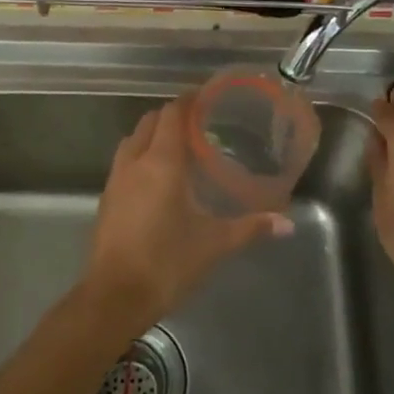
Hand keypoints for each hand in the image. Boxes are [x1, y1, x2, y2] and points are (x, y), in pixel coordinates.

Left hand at [85, 94, 292, 328]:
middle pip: (149, 122)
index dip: (188, 101)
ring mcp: (115, 181)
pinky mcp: (106, 200)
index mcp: (161, 163)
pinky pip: (123, 164)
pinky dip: (140, 158)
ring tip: (177, 148)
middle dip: (170, 116)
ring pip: (132, 142)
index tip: (206, 97)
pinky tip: (156, 180)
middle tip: (197, 124)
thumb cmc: (167, 262)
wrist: (114, 296)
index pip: (172, 114)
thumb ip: (250, 228)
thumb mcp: (214, 244)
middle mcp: (134, 162)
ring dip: (151, 135)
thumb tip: (286, 223)